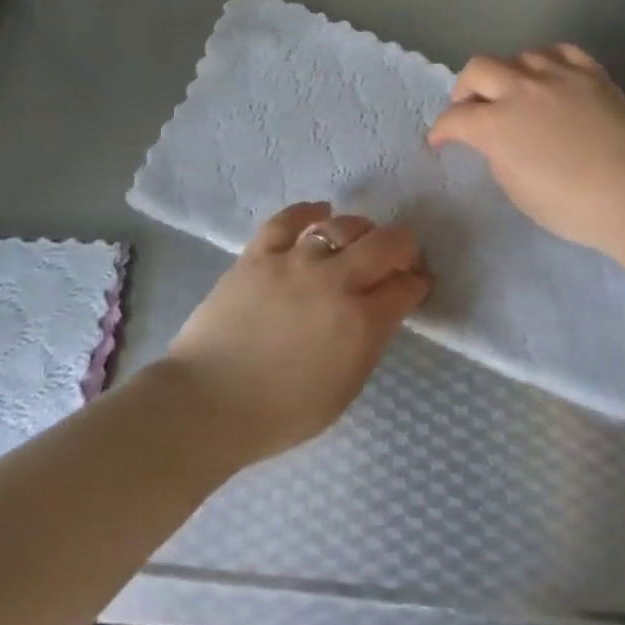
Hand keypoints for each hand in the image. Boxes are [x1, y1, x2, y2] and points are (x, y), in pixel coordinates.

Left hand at [164, 202, 430, 463]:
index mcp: (361, 323)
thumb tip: (380, 312)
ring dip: (361, 230)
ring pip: (342, 225)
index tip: (416, 284)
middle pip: (385, 244)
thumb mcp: (344, 390)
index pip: (405, 287)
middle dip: (402, 246)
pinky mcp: (259, 253)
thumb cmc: (280, 413)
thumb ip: (368, 344)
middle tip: (398, 257)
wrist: (206, 404)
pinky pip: (289, 219)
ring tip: (358, 239)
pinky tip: (320, 213)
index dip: (417, 283)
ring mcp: (295, 262)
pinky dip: (310, 212)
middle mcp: (335, 282)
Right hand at [428, 45, 624, 254]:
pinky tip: (549, 75)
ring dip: (508, 73)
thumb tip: (497, 139)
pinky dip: (546, 61)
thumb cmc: (570, 205)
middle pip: (479, 69)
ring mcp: (558, 75)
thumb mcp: (517, 189)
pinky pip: (560, 51)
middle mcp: (521, 89)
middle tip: (470, 107)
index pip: (455, 118)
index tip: (440, 140)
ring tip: (514, 91)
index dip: (442, 129)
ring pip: (519, 56)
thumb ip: (498, 155)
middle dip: (466, 88)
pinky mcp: (591, 73)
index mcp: (496, 124)